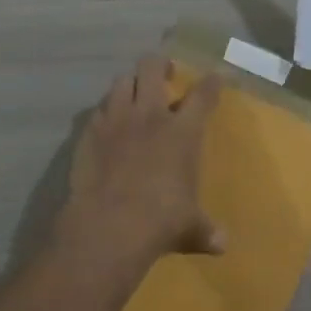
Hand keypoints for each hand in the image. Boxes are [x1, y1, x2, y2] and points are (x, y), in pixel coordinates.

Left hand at [61, 53, 223, 264]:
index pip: (203, 95)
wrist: (109, 225)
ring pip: (121, 81)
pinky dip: (106, 112)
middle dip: (160, 64)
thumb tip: (222, 245)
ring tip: (134, 94)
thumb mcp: (190, 227)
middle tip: (165, 73)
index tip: (216, 77)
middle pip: (152, 68)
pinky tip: (108, 125)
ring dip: (130, 84)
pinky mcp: (88, 133)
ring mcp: (116, 120)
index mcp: (182, 131)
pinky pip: (98, 110)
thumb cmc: (161, 220)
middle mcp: (150, 115)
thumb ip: (206, 231)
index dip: (212, 83)